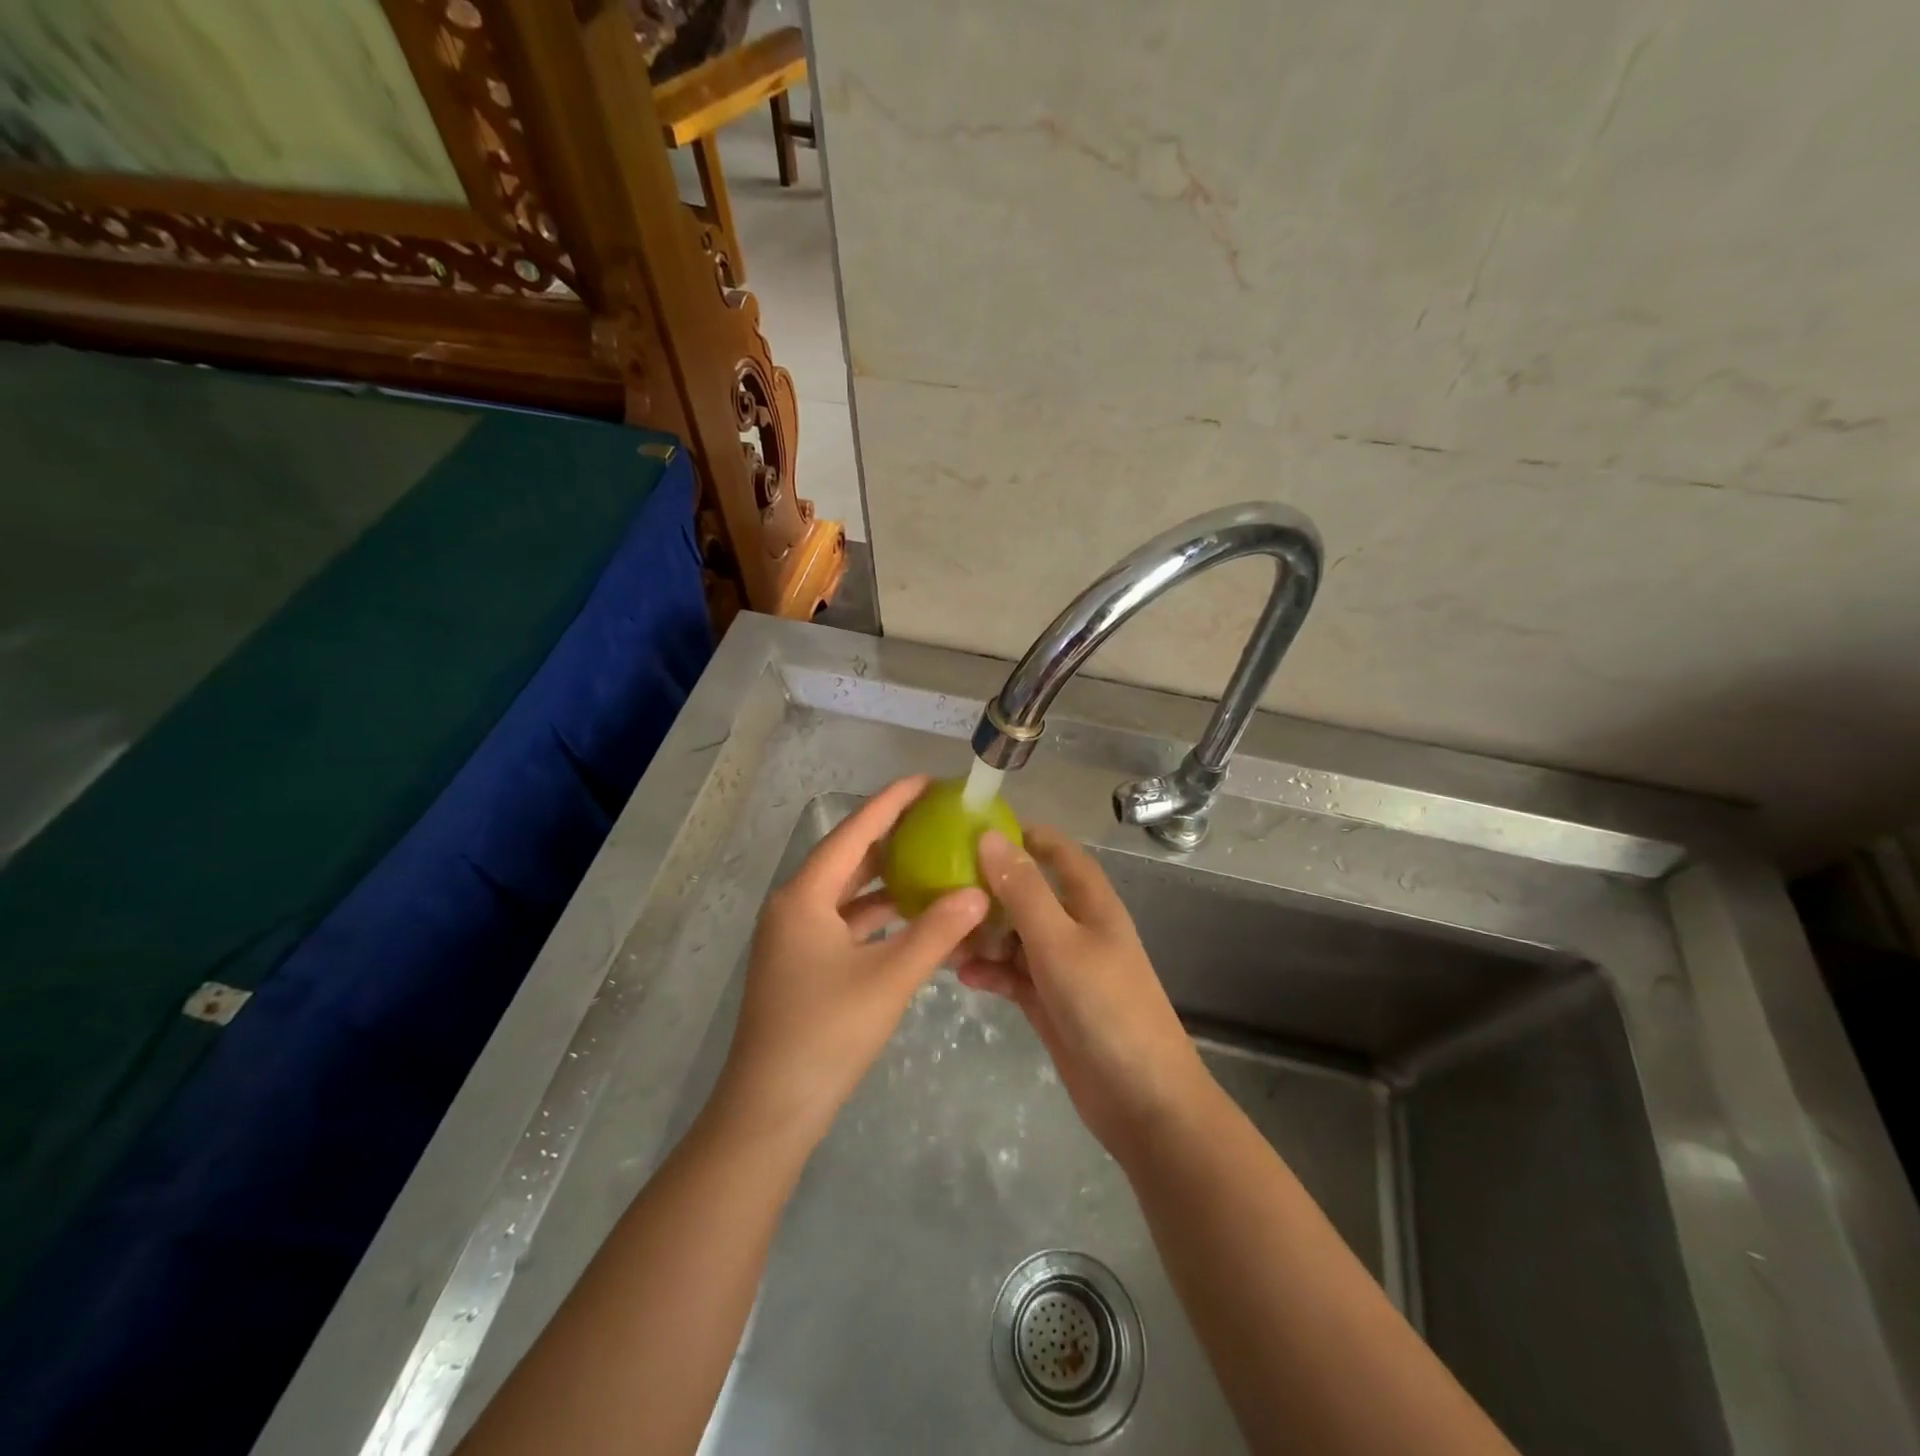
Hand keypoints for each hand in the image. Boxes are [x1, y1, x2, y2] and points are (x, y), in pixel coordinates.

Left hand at [713, 775, 988, 1152]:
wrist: (770, 1111)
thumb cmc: (826, 1035)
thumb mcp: (888, 979)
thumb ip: (937, 932)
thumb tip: (979, 893)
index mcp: (804, 898)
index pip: (853, 833)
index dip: (890, 803)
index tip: (925, 780)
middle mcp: (795, 908)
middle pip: (848, 859)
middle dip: (891, 837)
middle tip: (936, 819)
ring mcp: (795, 940)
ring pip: (848, 895)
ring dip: (887, 881)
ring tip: (933, 861)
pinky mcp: (803, 967)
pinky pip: (846, 926)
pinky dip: (879, 918)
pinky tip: (914, 919)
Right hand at [958, 826, 1208, 1161]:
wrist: (1142, 1100)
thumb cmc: (1105, 1007)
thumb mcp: (1058, 941)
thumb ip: (1023, 890)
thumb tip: (989, 837)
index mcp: (1091, 904)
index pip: (1059, 853)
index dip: (1025, 836)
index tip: (977, 829)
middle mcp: (1077, 928)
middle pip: (1029, 894)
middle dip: (990, 889)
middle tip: (940, 885)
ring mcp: (1064, 968)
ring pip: (1016, 936)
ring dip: (984, 933)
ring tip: (942, 934)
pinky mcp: (1051, 1003)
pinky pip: (1013, 975)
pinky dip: (990, 971)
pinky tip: (962, 975)